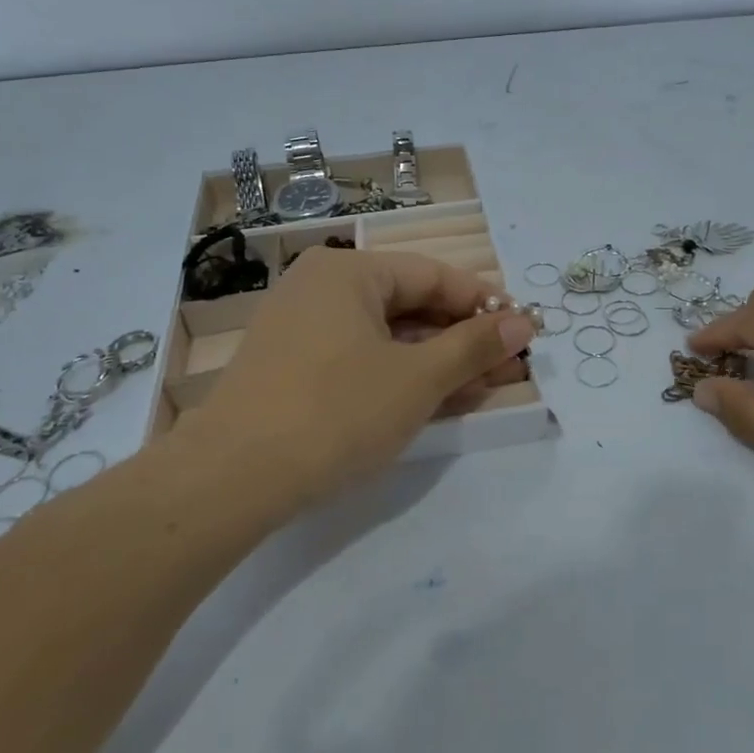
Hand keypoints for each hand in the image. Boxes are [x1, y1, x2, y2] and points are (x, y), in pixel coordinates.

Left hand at [170, 247, 535, 522]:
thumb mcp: (417, 379)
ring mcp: (302, 329)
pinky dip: (400, 377)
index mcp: (348, 272)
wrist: (230, 480)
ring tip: (483, 388)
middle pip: (410, 305)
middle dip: (462, 339)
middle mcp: (321, 288)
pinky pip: (361, 359)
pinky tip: (435, 401)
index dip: (484, 304)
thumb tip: (523, 322)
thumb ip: (473, 347)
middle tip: (508, 367)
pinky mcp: (292, 368)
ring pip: (387, 337)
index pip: (434, 276)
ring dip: (437, 362)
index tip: (522, 332)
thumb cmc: (336, 412)